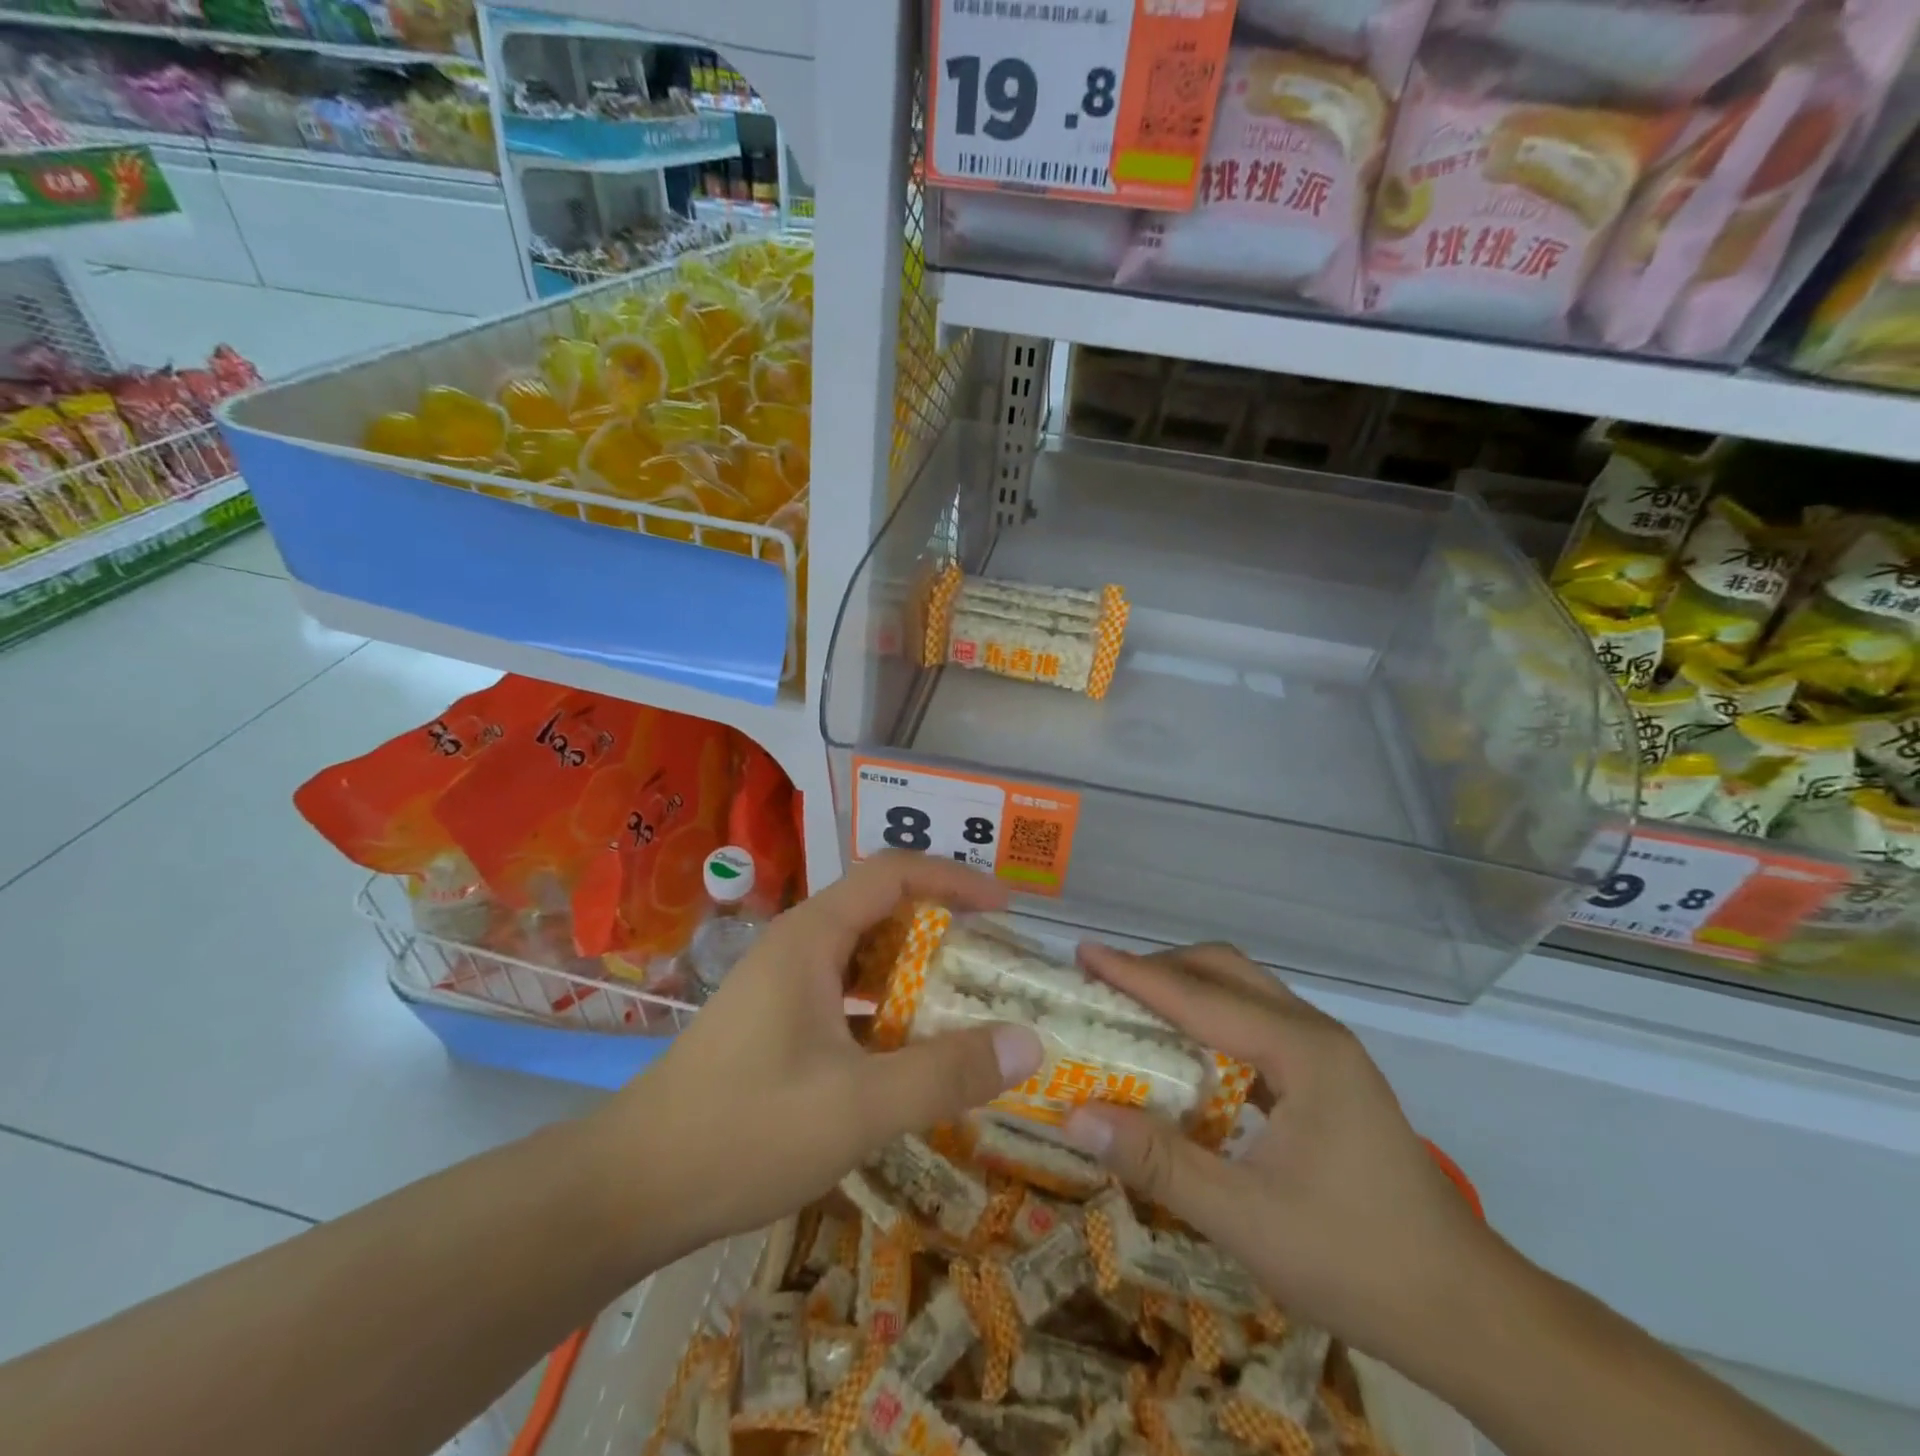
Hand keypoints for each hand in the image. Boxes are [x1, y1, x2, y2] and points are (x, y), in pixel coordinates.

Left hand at [596, 853, 1044, 1258]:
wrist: (631, 1188)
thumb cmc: (744, 1131)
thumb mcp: (858, 1106)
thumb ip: (946, 1073)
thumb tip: (1030, 1042)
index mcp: (812, 936)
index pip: (893, 873)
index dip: (954, 879)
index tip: (1005, 908)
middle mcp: (797, 945)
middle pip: (881, 910)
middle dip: (941, 929)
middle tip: (993, 965)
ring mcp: (781, 983)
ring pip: (863, 956)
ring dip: (914, 973)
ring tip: (964, 1007)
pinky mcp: (774, 1021)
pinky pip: (845, 994)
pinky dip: (886, 1009)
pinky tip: (909, 1054)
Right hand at [1061, 943, 1503, 1367]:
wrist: (1467, 1312)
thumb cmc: (1357, 1260)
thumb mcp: (1247, 1220)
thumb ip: (1159, 1163)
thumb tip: (1075, 1117)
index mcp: (1302, 1051)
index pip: (1200, 997)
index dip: (1135, 974)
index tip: (1082, 953)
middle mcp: (1314, 1033)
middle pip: (1226, 971)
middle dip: (1160, 969)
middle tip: (1103, 983)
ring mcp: (1325, 1053)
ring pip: (1243, 992)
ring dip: (1186, 990)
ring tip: (1132, 1009)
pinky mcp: (1326, 1078)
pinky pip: (1256, 1023)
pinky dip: (1210, 1021)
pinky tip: (1184, 1056)